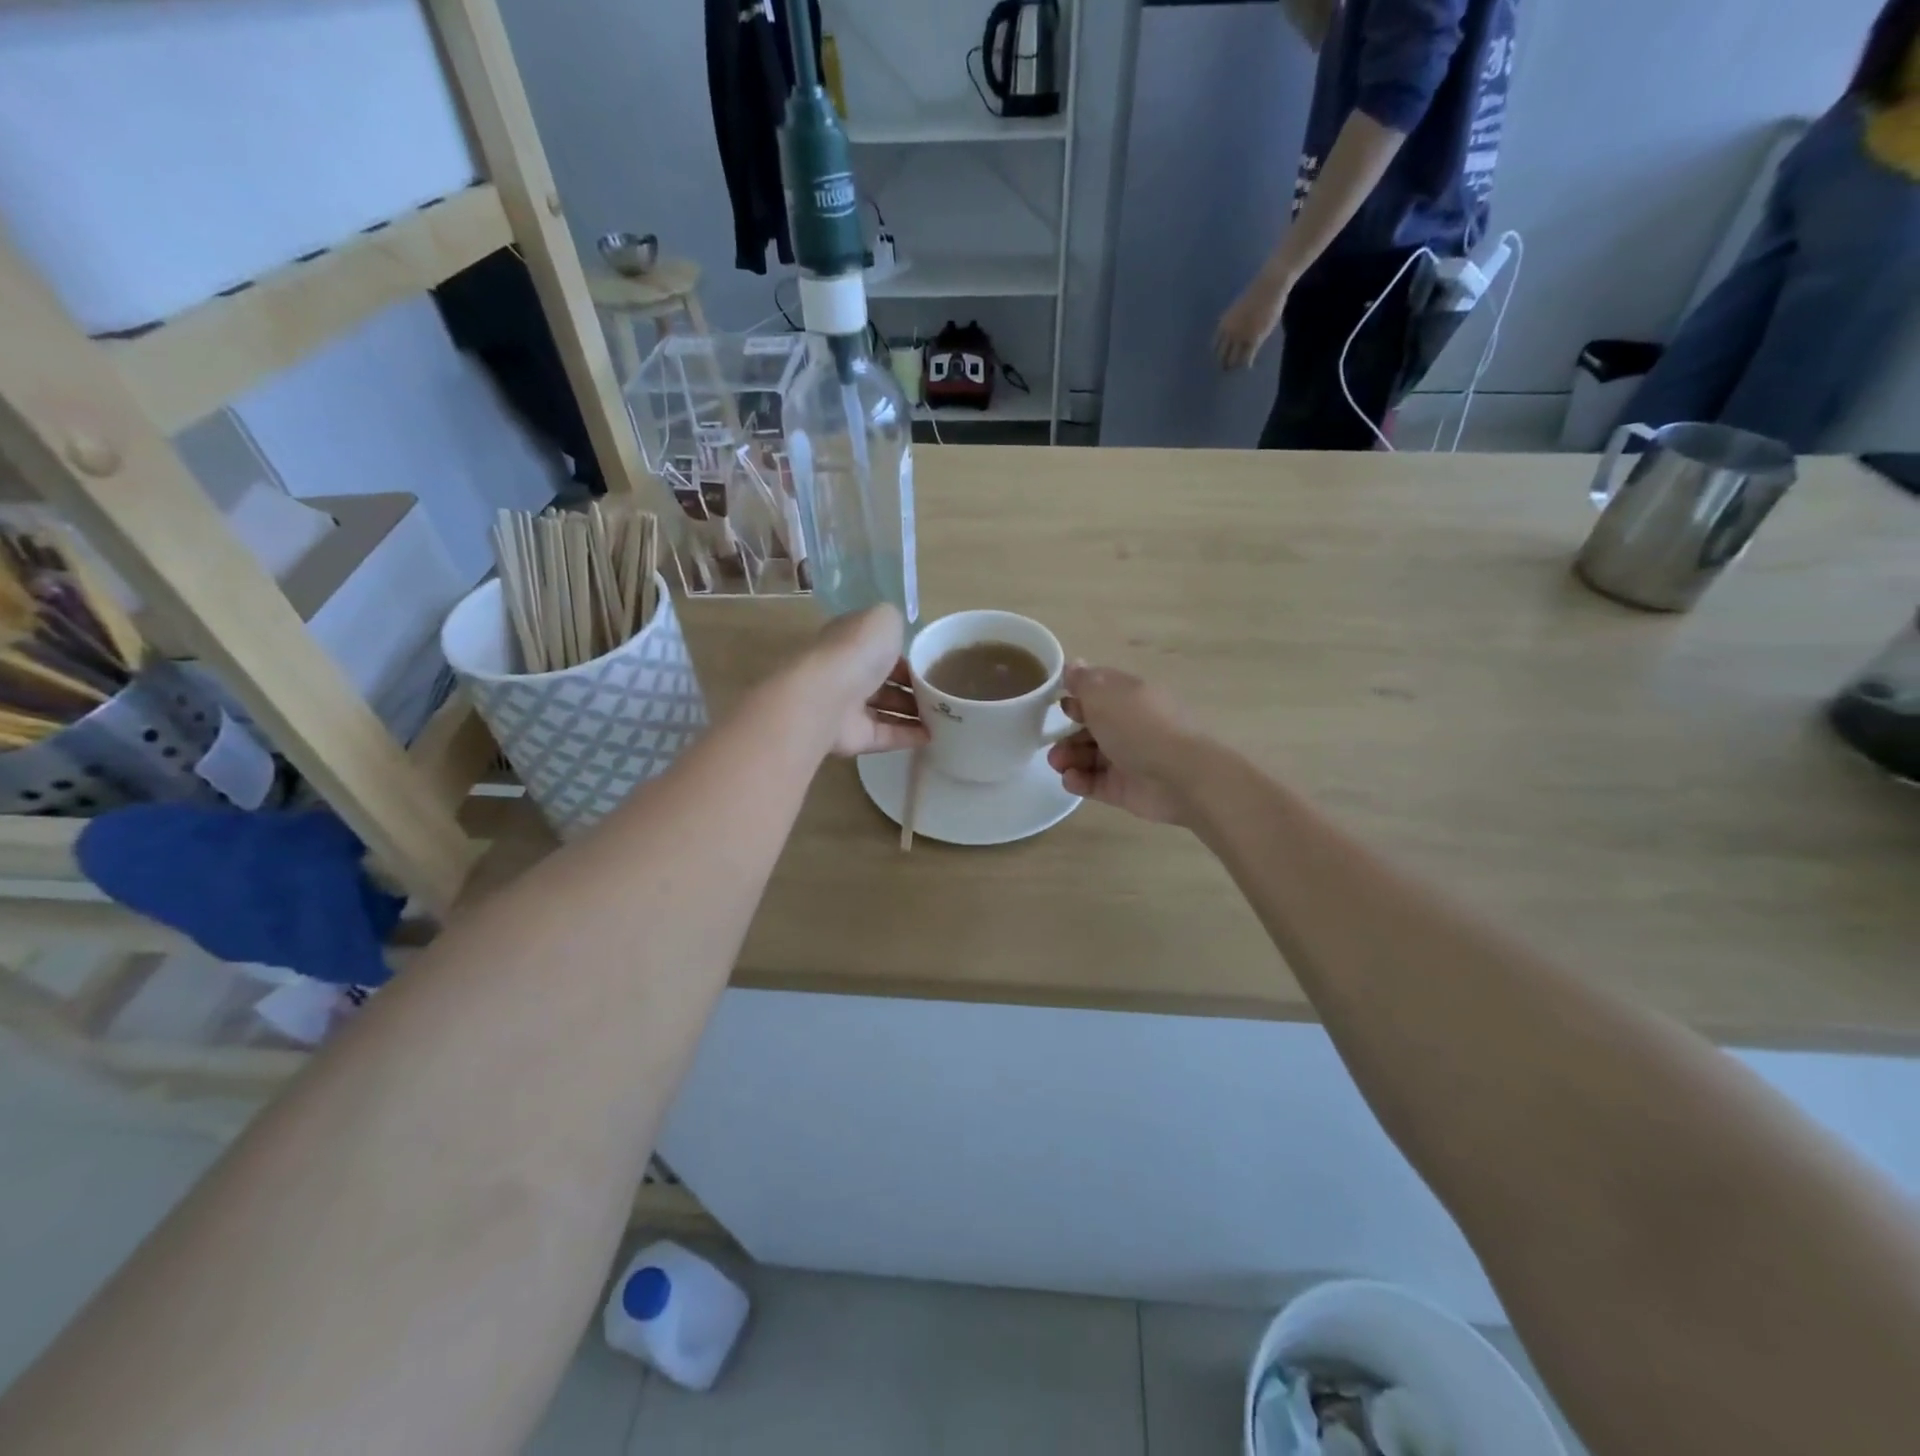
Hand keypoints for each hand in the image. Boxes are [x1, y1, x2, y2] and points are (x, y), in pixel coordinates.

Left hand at [802, 605, 928, 758]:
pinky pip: (887, 736)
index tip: (930, 665)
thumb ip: (894, 624)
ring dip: (913, 713)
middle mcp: (847, 672)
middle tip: (942, 692)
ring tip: (945, 715)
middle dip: (912, 687)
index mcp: (850, 641)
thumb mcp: (883, 619)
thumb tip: (898, 637)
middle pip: (884, 681)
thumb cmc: (858, 651)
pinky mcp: (855, 737)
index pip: (878, 648)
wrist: (828, 697)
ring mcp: (849, 707)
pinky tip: (933, 735)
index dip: (905, 656)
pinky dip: (909, 736)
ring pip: (886, 709)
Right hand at [1047, 663, 1208, 825]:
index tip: (1057, 703)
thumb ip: (1083, 681)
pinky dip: (1079, 780)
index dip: (1076, 695)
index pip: (1099, 691)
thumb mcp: (1104, 693)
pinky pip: (1095, 782)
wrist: (1179, 776)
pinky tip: (1071, 779)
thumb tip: (1073, 665)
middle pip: (1091, 726)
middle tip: (1051, 740)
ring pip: (1089, 755)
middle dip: (1067, 732)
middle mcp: (1130, 725)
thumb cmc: (1138, 726)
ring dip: (1068, 757)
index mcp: (1130, 696)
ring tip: (1058, 763)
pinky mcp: (1125, 788)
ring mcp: (1128, 758)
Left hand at [1214, 263, 1292, 370]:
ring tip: (1238, 369)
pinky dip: (1247, 364)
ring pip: (1234, 359)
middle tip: (1227, 370)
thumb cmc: (1254, 296)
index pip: (1215, 347)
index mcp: (1223, 325)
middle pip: (1222, 356)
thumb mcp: (1235, 311)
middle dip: (1224, 364)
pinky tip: (1249, 366)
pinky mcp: (1254, 339)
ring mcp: (1241, 337)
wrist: (1268, 287)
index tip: (1220, 360)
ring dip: (1235, 366)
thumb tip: (1227, 335)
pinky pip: (1248, 357)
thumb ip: (1230, 324)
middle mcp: (1229, 333)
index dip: (1217, 355)